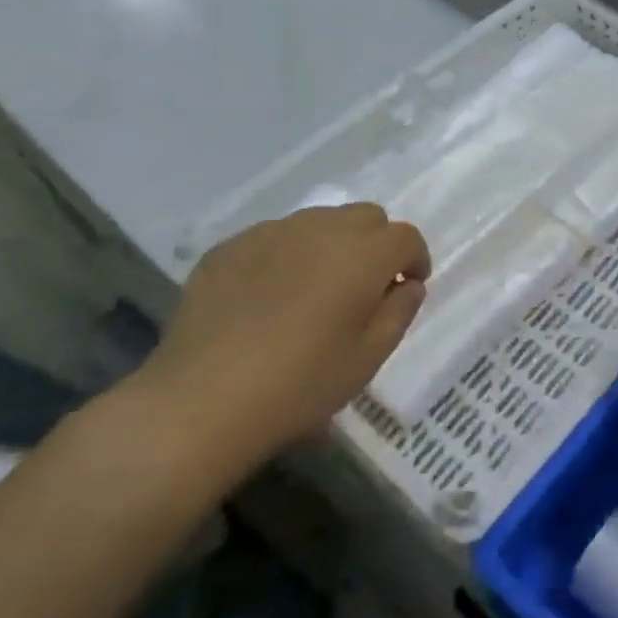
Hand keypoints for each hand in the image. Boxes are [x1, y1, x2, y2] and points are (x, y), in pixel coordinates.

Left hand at [131, 204, 430, 477]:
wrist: (202, 400)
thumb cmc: (301, 383)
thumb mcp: (368, 357)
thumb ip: (399, 312)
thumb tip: (408, 285)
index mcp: (363, 255)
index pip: (405, 236)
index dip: (415, 259)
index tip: (407, 287)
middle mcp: (321, 229)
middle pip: (366, 216)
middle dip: (376, 243)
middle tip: (365, 286)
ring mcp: (271, 233)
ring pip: (319, 221)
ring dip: (332, 245)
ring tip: (316, 288)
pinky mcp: (229, 247)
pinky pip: (274, 238)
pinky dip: (287, 255)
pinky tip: (270, 297)